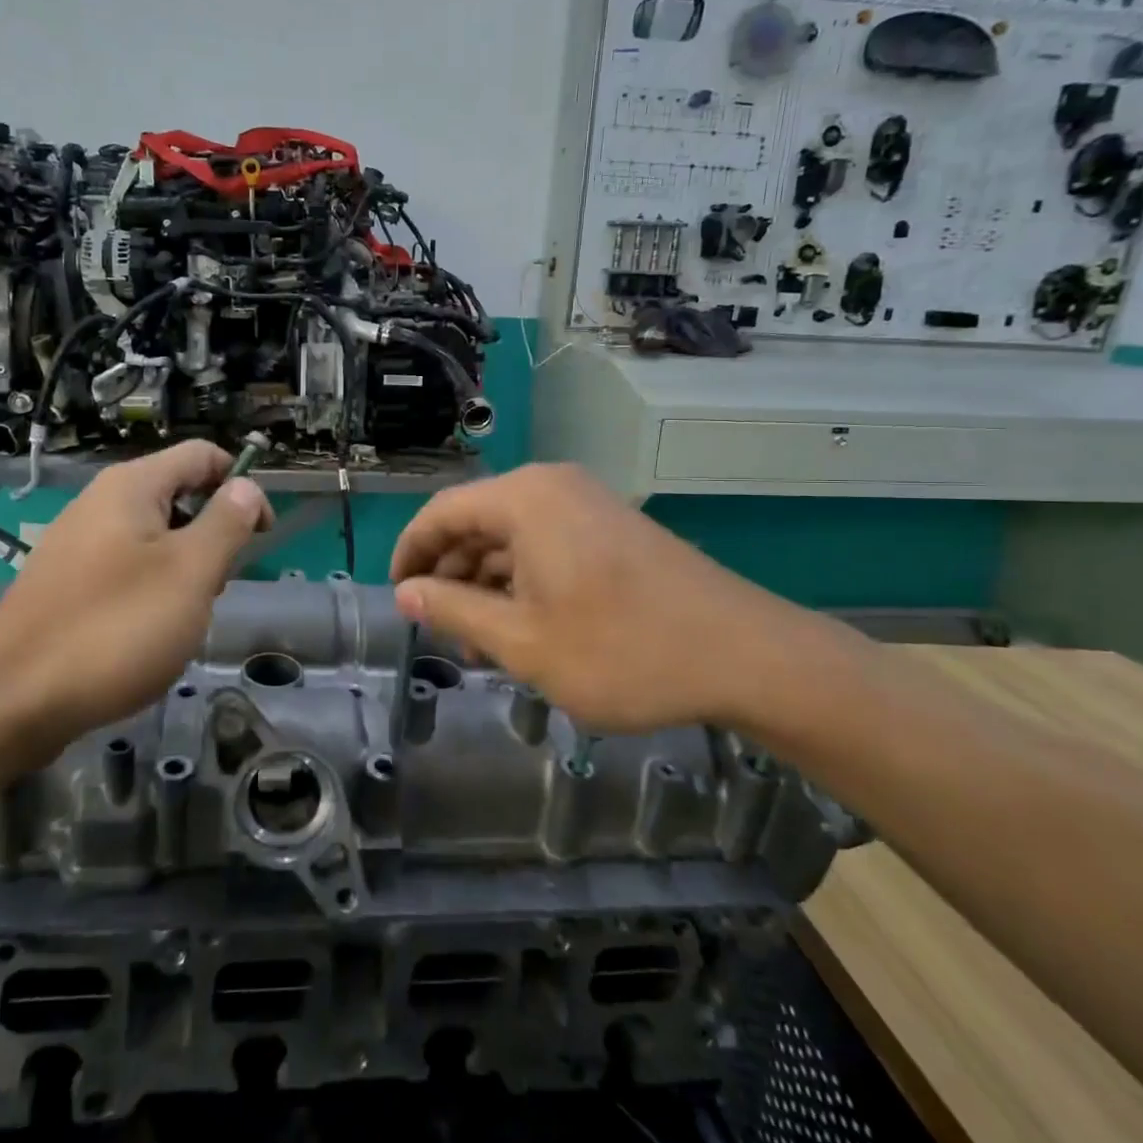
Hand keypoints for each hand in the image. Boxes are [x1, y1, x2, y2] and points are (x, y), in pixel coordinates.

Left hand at [0, 441, 271, 746]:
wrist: (11, 701)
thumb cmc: (115, 629)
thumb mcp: (190, 573)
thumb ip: (225, 523)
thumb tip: (246, 486)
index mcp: (131, 487)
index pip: (202, 456)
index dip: (241, 485)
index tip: (262, 535)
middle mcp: (100, 503)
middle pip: (178, 494)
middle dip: (211, 534)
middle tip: (214, 587)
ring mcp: (77, 543)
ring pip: (154, 537)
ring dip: (183, 568)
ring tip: (180, 618)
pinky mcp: (65, 582)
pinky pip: (125, 568)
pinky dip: (150, 589)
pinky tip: (145, 634)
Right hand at [389, 464, 866, 733]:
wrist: (745, 655)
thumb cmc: (621, 650)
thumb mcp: (522, 641)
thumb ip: (454, 611)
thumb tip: (406, 594)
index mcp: (523, 499)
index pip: (441, 513)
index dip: (410, 554)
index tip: (397, 598)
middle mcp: (552, 487)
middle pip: (477, 522)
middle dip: (451, 577)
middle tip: (442, 633)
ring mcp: (588, 505)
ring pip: (512, 538)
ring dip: (487, 586)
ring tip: (482, 644)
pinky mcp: (612, 529)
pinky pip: (547, 545)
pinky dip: (524, 583)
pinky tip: (525, 629)